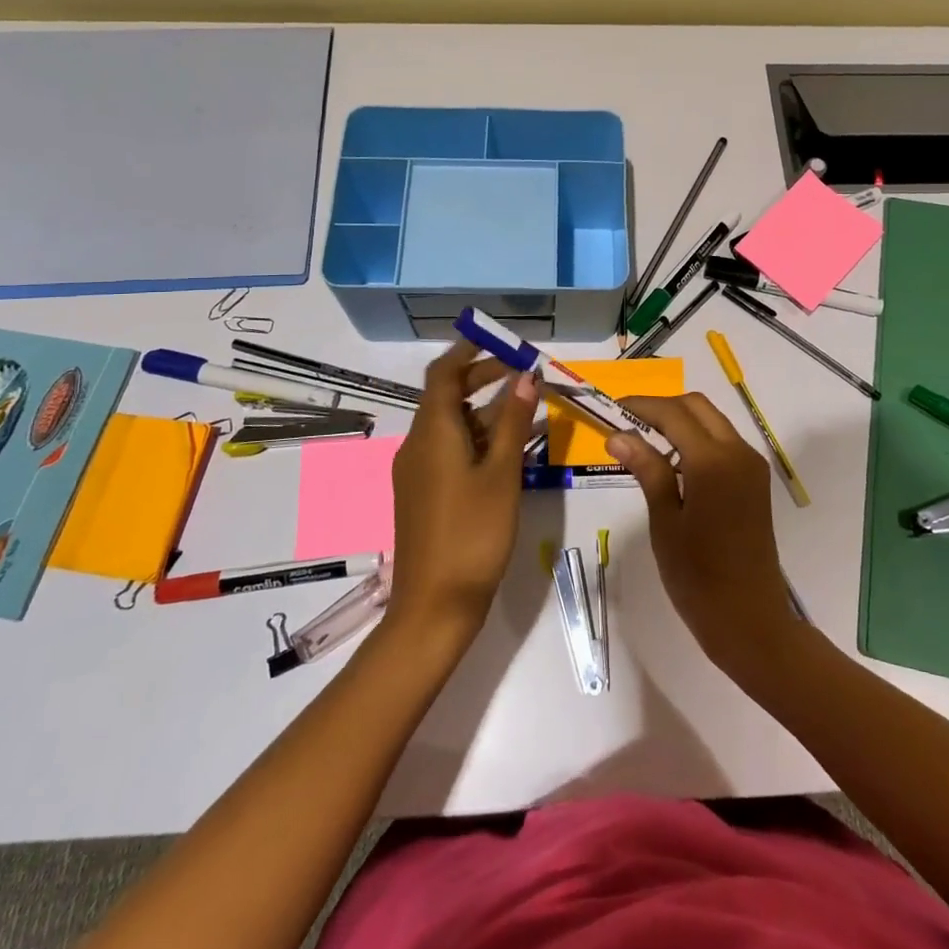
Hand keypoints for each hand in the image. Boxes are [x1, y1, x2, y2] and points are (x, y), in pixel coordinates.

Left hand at [385, 341, 537, 648]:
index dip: (468, 352)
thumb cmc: (472, 534)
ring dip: (487, 412)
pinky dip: (480, 440)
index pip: (443, 374)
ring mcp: (418, 472)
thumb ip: (513, 422)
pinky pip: (452, 451)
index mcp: (432, 433)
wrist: (434, 608)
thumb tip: (526, 375)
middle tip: (525, 373)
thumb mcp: (501, 474)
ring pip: (453, 426)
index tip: (499, 340)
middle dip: (484, 379)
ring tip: (530, 407)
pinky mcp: (424, 494)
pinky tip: (513, 449)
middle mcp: (418, 445)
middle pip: (448, 397)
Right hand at [607, 394, 800, 679]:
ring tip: (644, 441)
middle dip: (662, 407)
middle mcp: (738, 452)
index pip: (673, 413)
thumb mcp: (665, 521)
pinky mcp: (755, 481)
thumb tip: (618, 435)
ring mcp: (751, 465)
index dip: (641, 406)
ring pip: (712, 421)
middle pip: (697, 407)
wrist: (750, 620)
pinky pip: (723, 443)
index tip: (612, 409)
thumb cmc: (698, 577)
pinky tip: (673, 463)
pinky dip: (697, 439)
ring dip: (680, 421)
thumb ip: (647, 470)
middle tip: (627, 423)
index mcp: (713, 461)